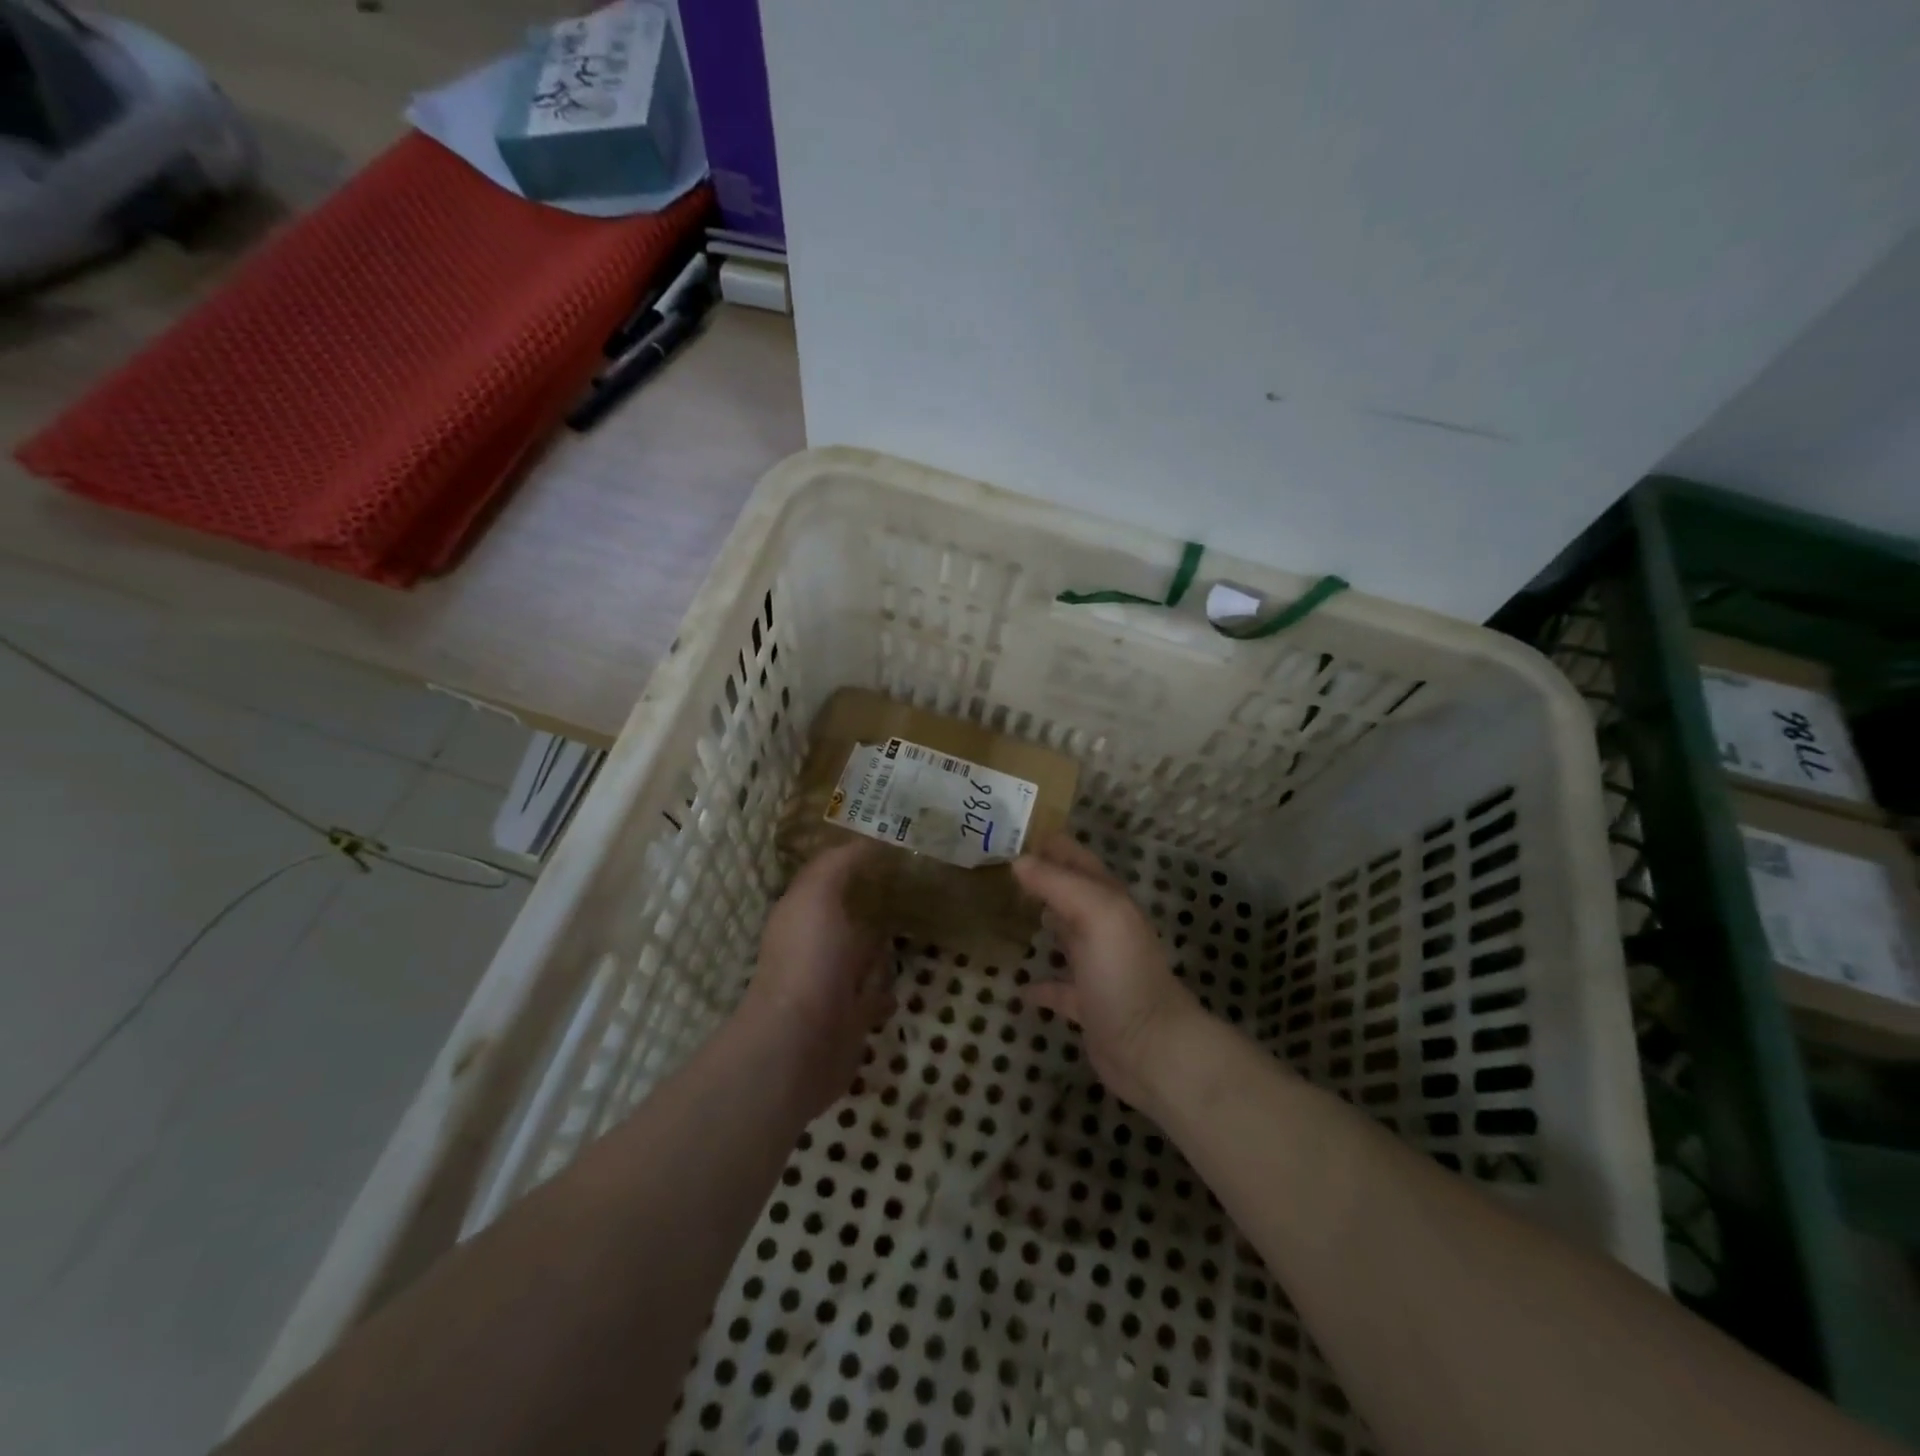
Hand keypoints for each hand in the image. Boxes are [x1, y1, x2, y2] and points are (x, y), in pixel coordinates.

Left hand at [738, 840, 896, 1121]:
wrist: (802, 1043)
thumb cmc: (809, 960)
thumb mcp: (818, 895)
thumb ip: (837, 865)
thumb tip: (865, 841)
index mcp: (802, 914)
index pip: (829, 880)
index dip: (854, 863)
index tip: (892, 848)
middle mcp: (815, 946)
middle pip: (848, 918)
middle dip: (873, 905)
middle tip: (915, 888)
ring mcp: (832, 985)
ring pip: (863, 957)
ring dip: (882, 950)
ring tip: (917, 931)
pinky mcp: (851, 1019)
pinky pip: (875, 997)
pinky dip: (887, 990)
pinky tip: (903, 982)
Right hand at [1014, 833, 1204, 1110]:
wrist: (1152, 1048)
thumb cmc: (1124, 973)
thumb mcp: (1097, 914)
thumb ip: (1058, 883)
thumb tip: (1019, 861)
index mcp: (1109, 901)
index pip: (1077, 859)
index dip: (1051, 843)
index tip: (1012, 832)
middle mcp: (1104, 928)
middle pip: (1071, 893)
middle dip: (1041, 878)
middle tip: (999, 868)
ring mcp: (1097, 967)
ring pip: (1066, 935)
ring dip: (1043, 921)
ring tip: (1007, 912)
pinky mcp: (1087, 1005)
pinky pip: (1059, 988)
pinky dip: (1042, 984)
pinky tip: (1020, 986)